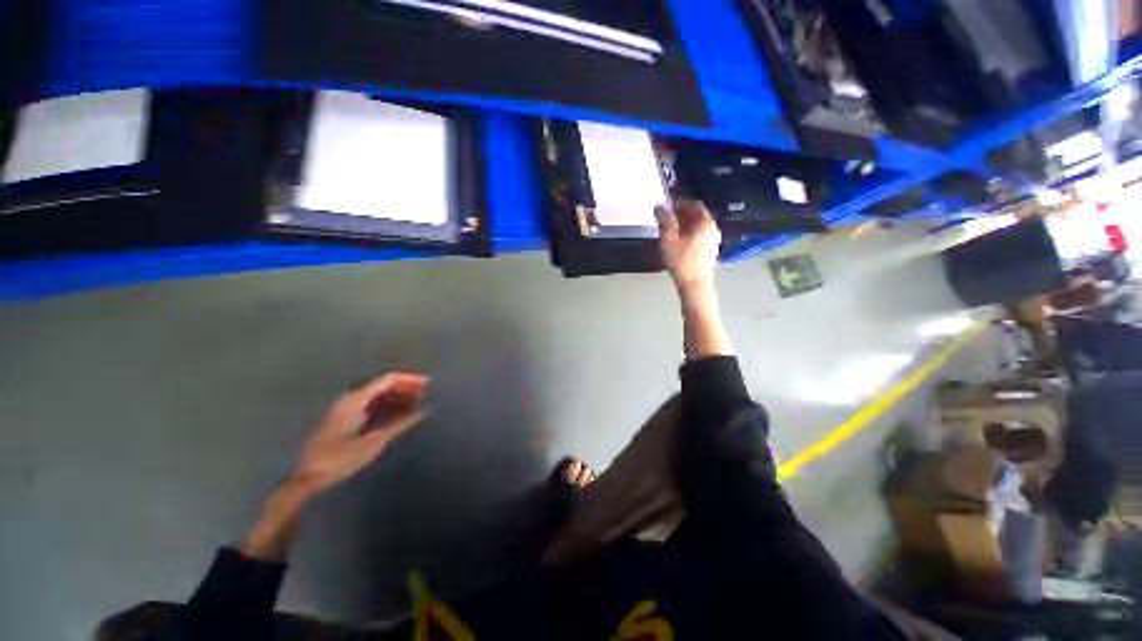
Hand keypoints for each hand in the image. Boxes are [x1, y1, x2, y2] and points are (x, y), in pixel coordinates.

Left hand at [292, 372, 428, 492]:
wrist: (309, 477)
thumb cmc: (341, 457)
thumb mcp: (375, 441)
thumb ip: (401, 423)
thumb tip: (424, 411)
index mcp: (357, 398)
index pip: (388, 379)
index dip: (410, 379)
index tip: (428, 384)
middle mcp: (351, 398)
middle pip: (383, 384)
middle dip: (406, 387)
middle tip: (425, 394)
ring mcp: (347, 408)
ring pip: (378, 394)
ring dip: (398, 396)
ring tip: (417, 404)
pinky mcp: (345, 418)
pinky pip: (372, 404)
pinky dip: (388, 405)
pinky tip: (400, 414)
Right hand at [655, 200, 720, 294]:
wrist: (695, 286)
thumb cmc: (682, 262)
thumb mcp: (668, 239)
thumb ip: (664, 220)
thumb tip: (659, 207)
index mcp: (705, 223)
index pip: (694, 204)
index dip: (679, 202)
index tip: (668, 204)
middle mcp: (712, 229)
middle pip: (697, 215)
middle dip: (681, 213)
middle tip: (667, 216)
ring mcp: (713, 241)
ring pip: (698, 226)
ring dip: (684, 224)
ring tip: (670, 229)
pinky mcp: (709, 252)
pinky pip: (699, 236)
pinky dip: (689, 234)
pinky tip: (677, 242)